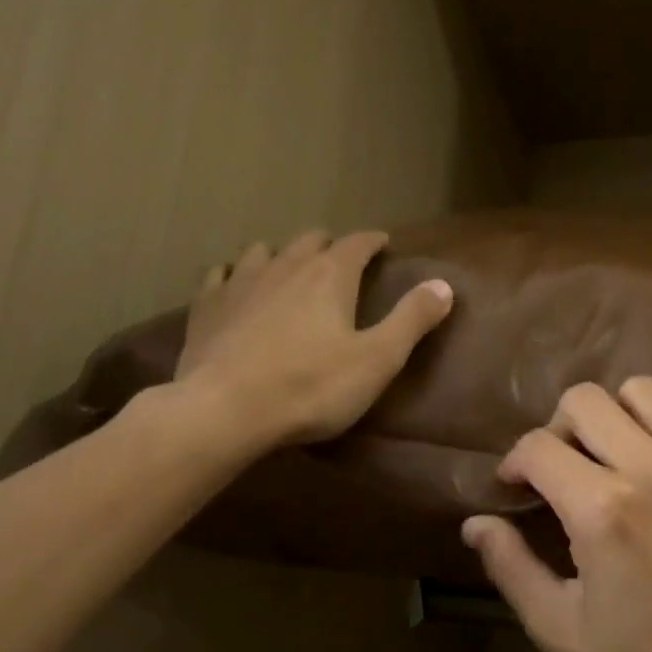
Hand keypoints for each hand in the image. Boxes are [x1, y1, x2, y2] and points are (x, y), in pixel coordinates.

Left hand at [173, 229, 452, 449]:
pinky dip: (235, 273)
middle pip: (310, 240)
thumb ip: (412, 320)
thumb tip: (444, 285)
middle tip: (341, 259)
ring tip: (290, 269)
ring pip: (264, 250)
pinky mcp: (207, 306)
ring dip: (283, 254)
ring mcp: (240, 282)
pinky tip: (235, 284)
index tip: (383, 243)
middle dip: (330, 245)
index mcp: (330, 276)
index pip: (357, 243)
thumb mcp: (377, 359)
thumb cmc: (311, 387)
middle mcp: (285, 266)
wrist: (225, 410)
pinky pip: (221, 274)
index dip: (372, 241)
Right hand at [461, 374, 651, 651]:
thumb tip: (475, 523)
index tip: (514, 487)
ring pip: (646, 392)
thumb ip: (510, 568)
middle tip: (559, 468)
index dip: (514, 462)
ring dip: (614, 411)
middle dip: (557, 428)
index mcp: (602, 512)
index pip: (538, 447)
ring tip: (609, 447)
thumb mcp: (559, 630)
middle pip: (586, 402)